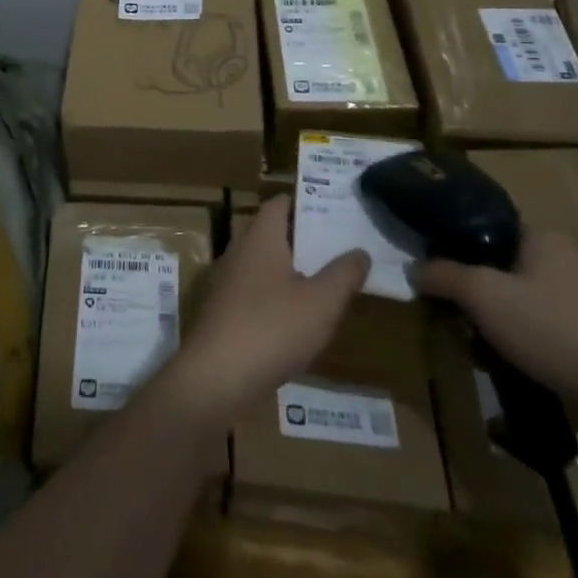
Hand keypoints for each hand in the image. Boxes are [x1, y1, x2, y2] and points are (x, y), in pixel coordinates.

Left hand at [158, 197, 369, 425]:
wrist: (217, 375)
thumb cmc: (272, 328)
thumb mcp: (321, 303)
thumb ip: (343, 274)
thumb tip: (360, 250)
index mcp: (260, 238)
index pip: (279, 205)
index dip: (304, 202)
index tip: (334, 207)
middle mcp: (240, 251)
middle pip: (273, 233)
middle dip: (304, 237)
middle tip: (341, 246)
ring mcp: (228, 281)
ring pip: (265, 263)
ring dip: (293, 268)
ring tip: (329, 280)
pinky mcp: (225, 311)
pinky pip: (257, 290)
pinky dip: (279, 294)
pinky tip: (300, 317)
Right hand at [413, 229, 577, 418]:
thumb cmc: (551, 328)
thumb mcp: (482, 293)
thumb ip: (442, 274)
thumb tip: (414, 269)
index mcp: (541, 238)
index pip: (483, 226)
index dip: (451, 241)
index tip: (427, 263)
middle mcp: (558, 263)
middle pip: (492, 266)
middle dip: (466, 290)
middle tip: (442, 306)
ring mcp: (570, 303)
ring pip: (507, 302)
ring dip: (484, 320)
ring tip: (464, 338)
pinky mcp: (576, 339)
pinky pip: (526, 330)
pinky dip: (506, 342)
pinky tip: (491, 360)